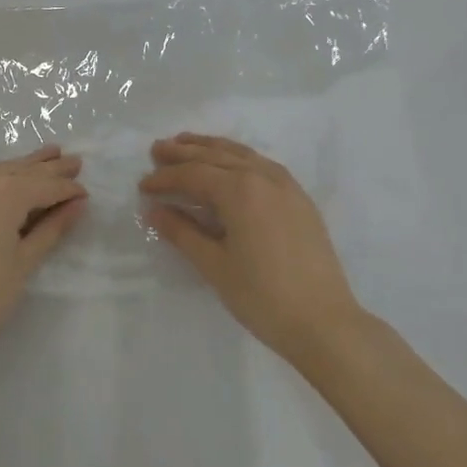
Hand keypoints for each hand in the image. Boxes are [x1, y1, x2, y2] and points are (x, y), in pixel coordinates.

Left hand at [0, 144, 86, 365]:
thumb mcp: (24, 263)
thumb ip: (52, 228)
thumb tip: (77, 204)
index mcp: (4, 192)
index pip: (45, 185)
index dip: (68, 189)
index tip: (85, 192)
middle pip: (20, 170)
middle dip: (48, 168)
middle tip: (73, 160)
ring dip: (20, 168)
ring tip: (46, 156)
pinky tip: (1, 178)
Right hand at [141, 134, 363, 362]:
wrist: (324, 322)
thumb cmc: (262, 297)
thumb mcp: (214, 266)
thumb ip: (182, 232)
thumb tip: (154, 210)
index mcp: (240, 190)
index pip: (193, 174)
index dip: (165, 178)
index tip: (142, 186)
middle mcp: (263, 176)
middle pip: (216, 156)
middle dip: (183, 152)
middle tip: (157, 149)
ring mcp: (286, 185)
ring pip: (241, 154)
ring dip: (211, 148)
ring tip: (187, 143)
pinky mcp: (299, 198)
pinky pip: (261, 164)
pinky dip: (238, 157)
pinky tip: (229, 164)